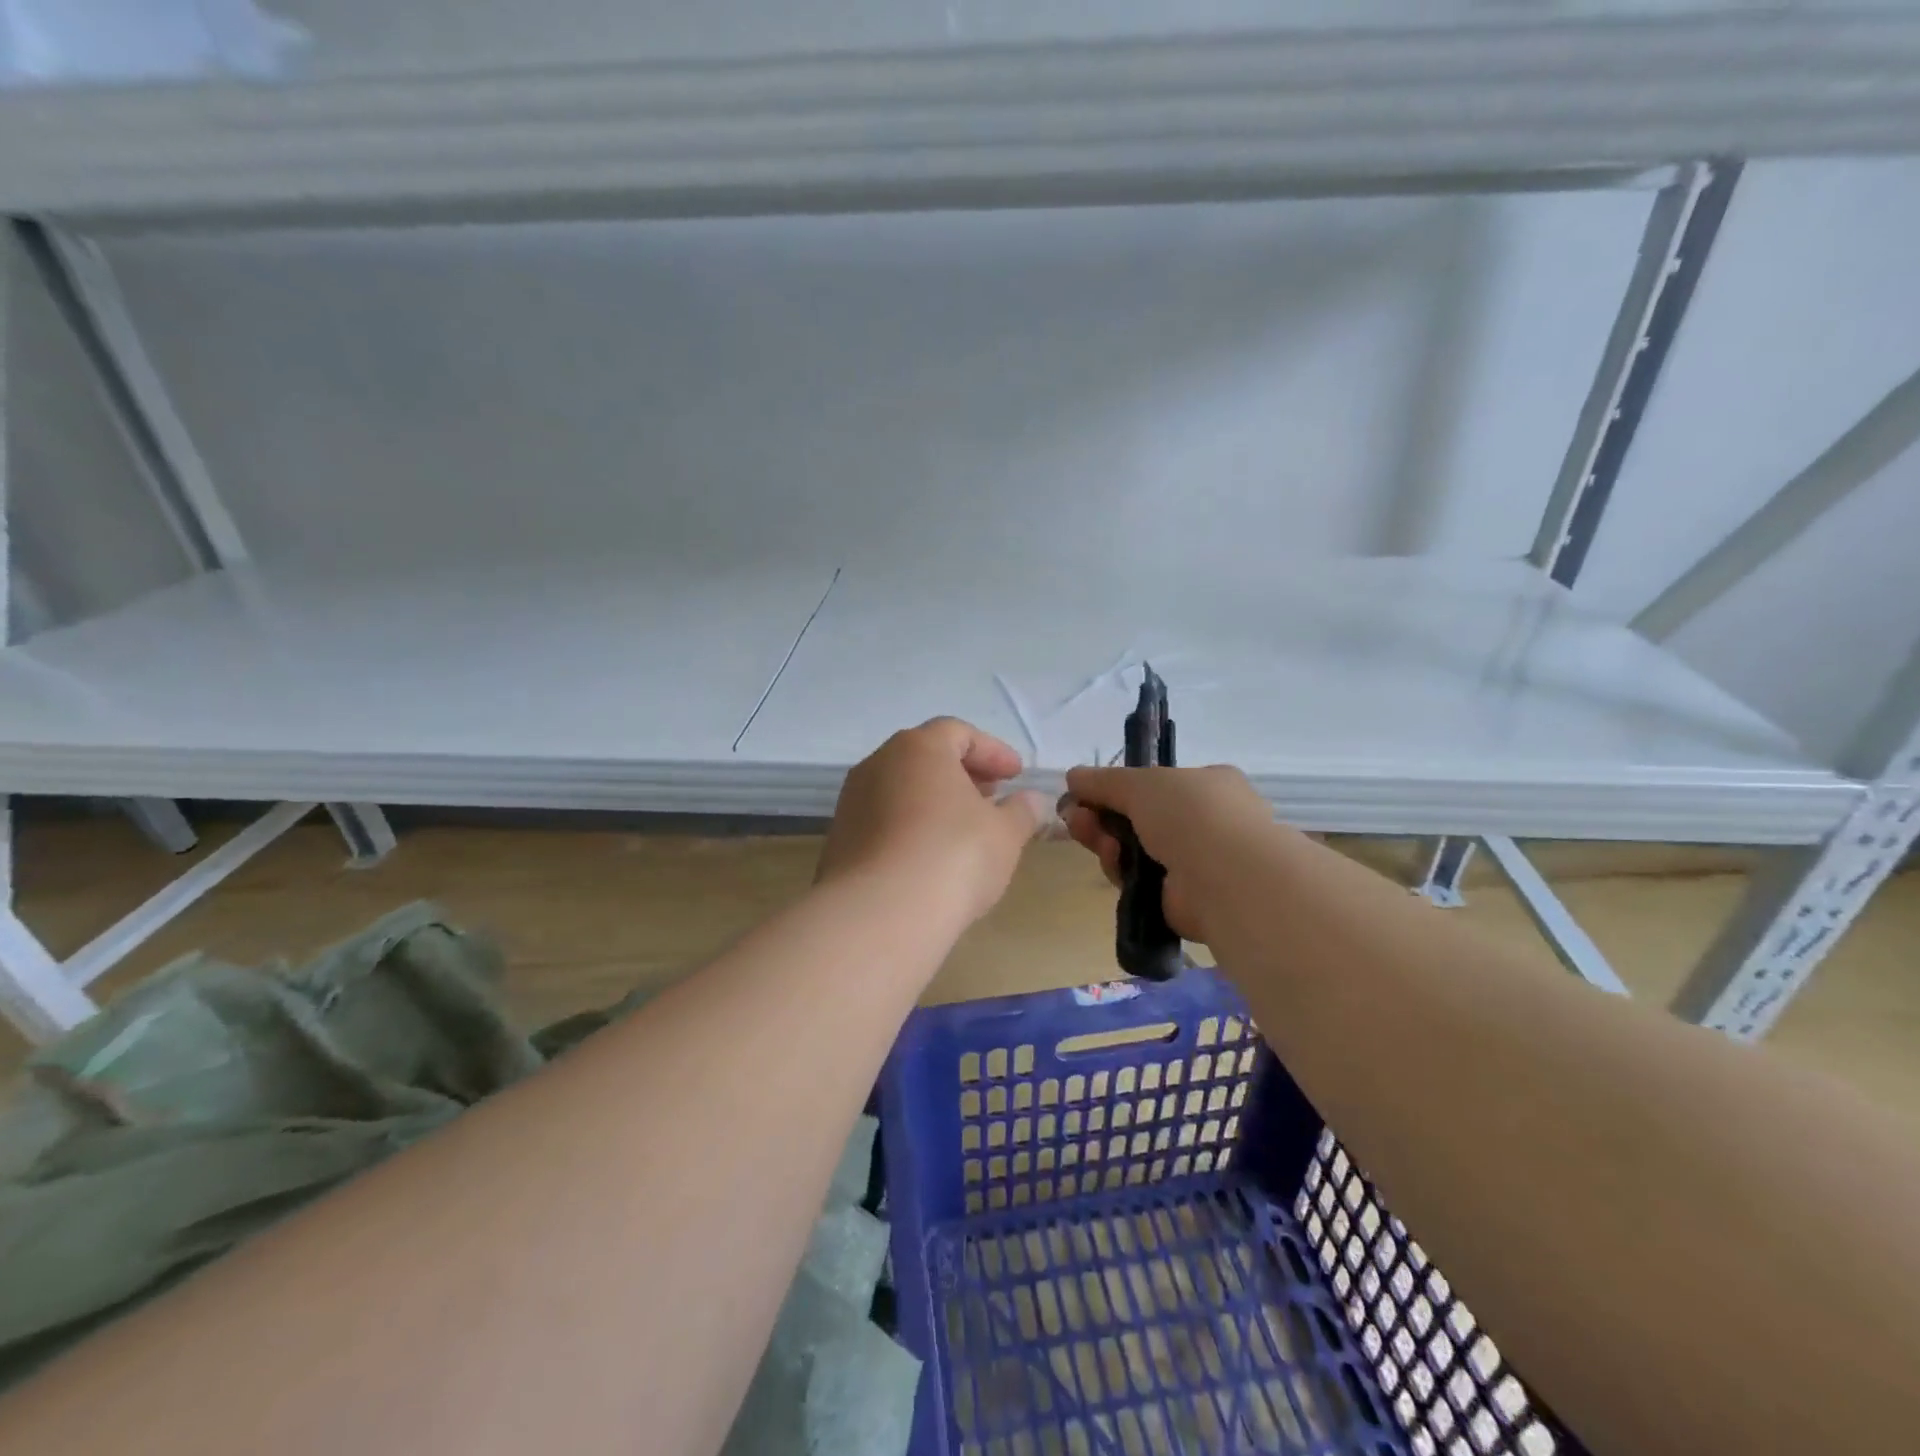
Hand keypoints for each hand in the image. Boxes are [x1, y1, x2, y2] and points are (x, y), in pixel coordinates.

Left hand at [818, 718, 1049, 927]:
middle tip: (991, 799)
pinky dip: (910, 828)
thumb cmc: (954, 856)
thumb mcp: (1005, 834)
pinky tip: (929, 858)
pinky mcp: (840, 840)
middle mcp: (878, 764)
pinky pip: (883, 822)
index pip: (959, 733)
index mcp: (919, 748)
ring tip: (963, 831)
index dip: (992, 752)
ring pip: (901, 790)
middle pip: (925, 758)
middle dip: (962, 775)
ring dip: (934, 803)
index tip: (1016, 776)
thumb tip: (1031, 801)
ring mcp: (852, 802)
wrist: (880, 913)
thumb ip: (1022, 811)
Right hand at [1060, 764, 1272, 944]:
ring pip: (1133, 850)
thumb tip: (1073, 777)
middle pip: (1137, 818)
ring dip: (1106, 841)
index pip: (1155, 785)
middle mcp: (1204, 822)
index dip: (1116, 789)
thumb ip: (1103, 781)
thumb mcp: (1140, 782)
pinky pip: (1138, 881)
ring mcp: (1195, 862)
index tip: (1082, 794)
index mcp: (1207, 785)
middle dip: (1101, 816)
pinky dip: (1120, 870)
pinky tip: (1113, 860)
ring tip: (1092, 838)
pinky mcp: (1181, 898)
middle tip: (1075, 818)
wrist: (1227, 877)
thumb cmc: (1191, 813)